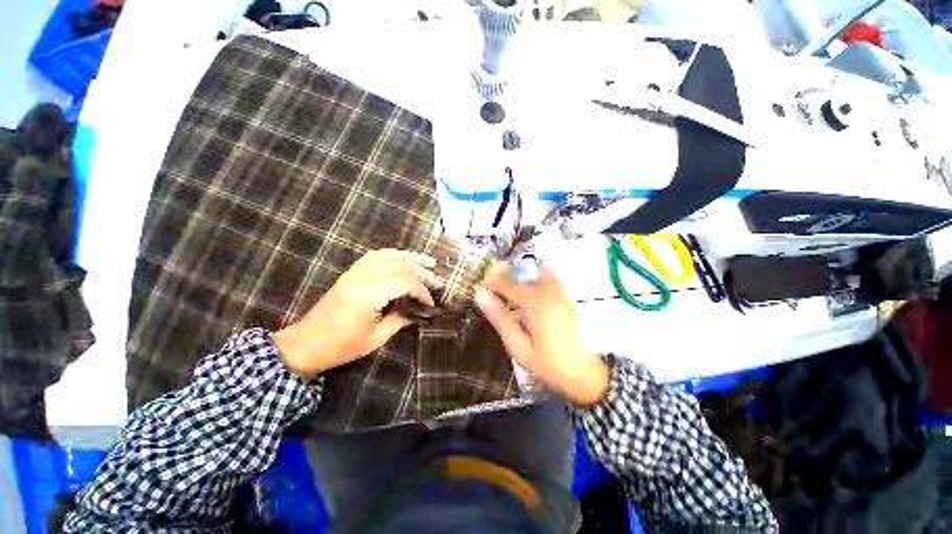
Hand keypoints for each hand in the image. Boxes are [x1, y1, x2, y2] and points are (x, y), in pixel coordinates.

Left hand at [273, 249, 441, 380]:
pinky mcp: (350, 273)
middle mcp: (362, 278)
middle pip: (399, 266)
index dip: (422, 291)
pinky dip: (392, 255)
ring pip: (388, 255)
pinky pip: (374, 256)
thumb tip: (419, 311)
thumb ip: (400, 320)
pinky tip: (402, 259)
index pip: (404, 283)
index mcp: (368, 295)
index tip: (431, 303)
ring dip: (410, 257)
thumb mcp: (376, 338)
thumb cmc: (341, 346)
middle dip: (422, 272)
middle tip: (438, 280)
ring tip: (427, 260)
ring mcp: (354, 273)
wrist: (305, 344)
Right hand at [475, 264, 609, 406]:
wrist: (588, 376)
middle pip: (522, 273)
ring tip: (509, 289)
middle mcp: (550, 292)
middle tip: (491, 284)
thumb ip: (499, 318)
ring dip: (520, 276)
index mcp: (535, 304)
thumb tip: (480, 295)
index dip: (491, 283)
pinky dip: (535, 279)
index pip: (507, 285)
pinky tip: (529, 294)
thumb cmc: (549, 365)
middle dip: (504, 275)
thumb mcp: (518, 347)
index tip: (479, 286)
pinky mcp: (568, 297)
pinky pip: (549, 278)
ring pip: (536, 272)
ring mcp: (561, 292)